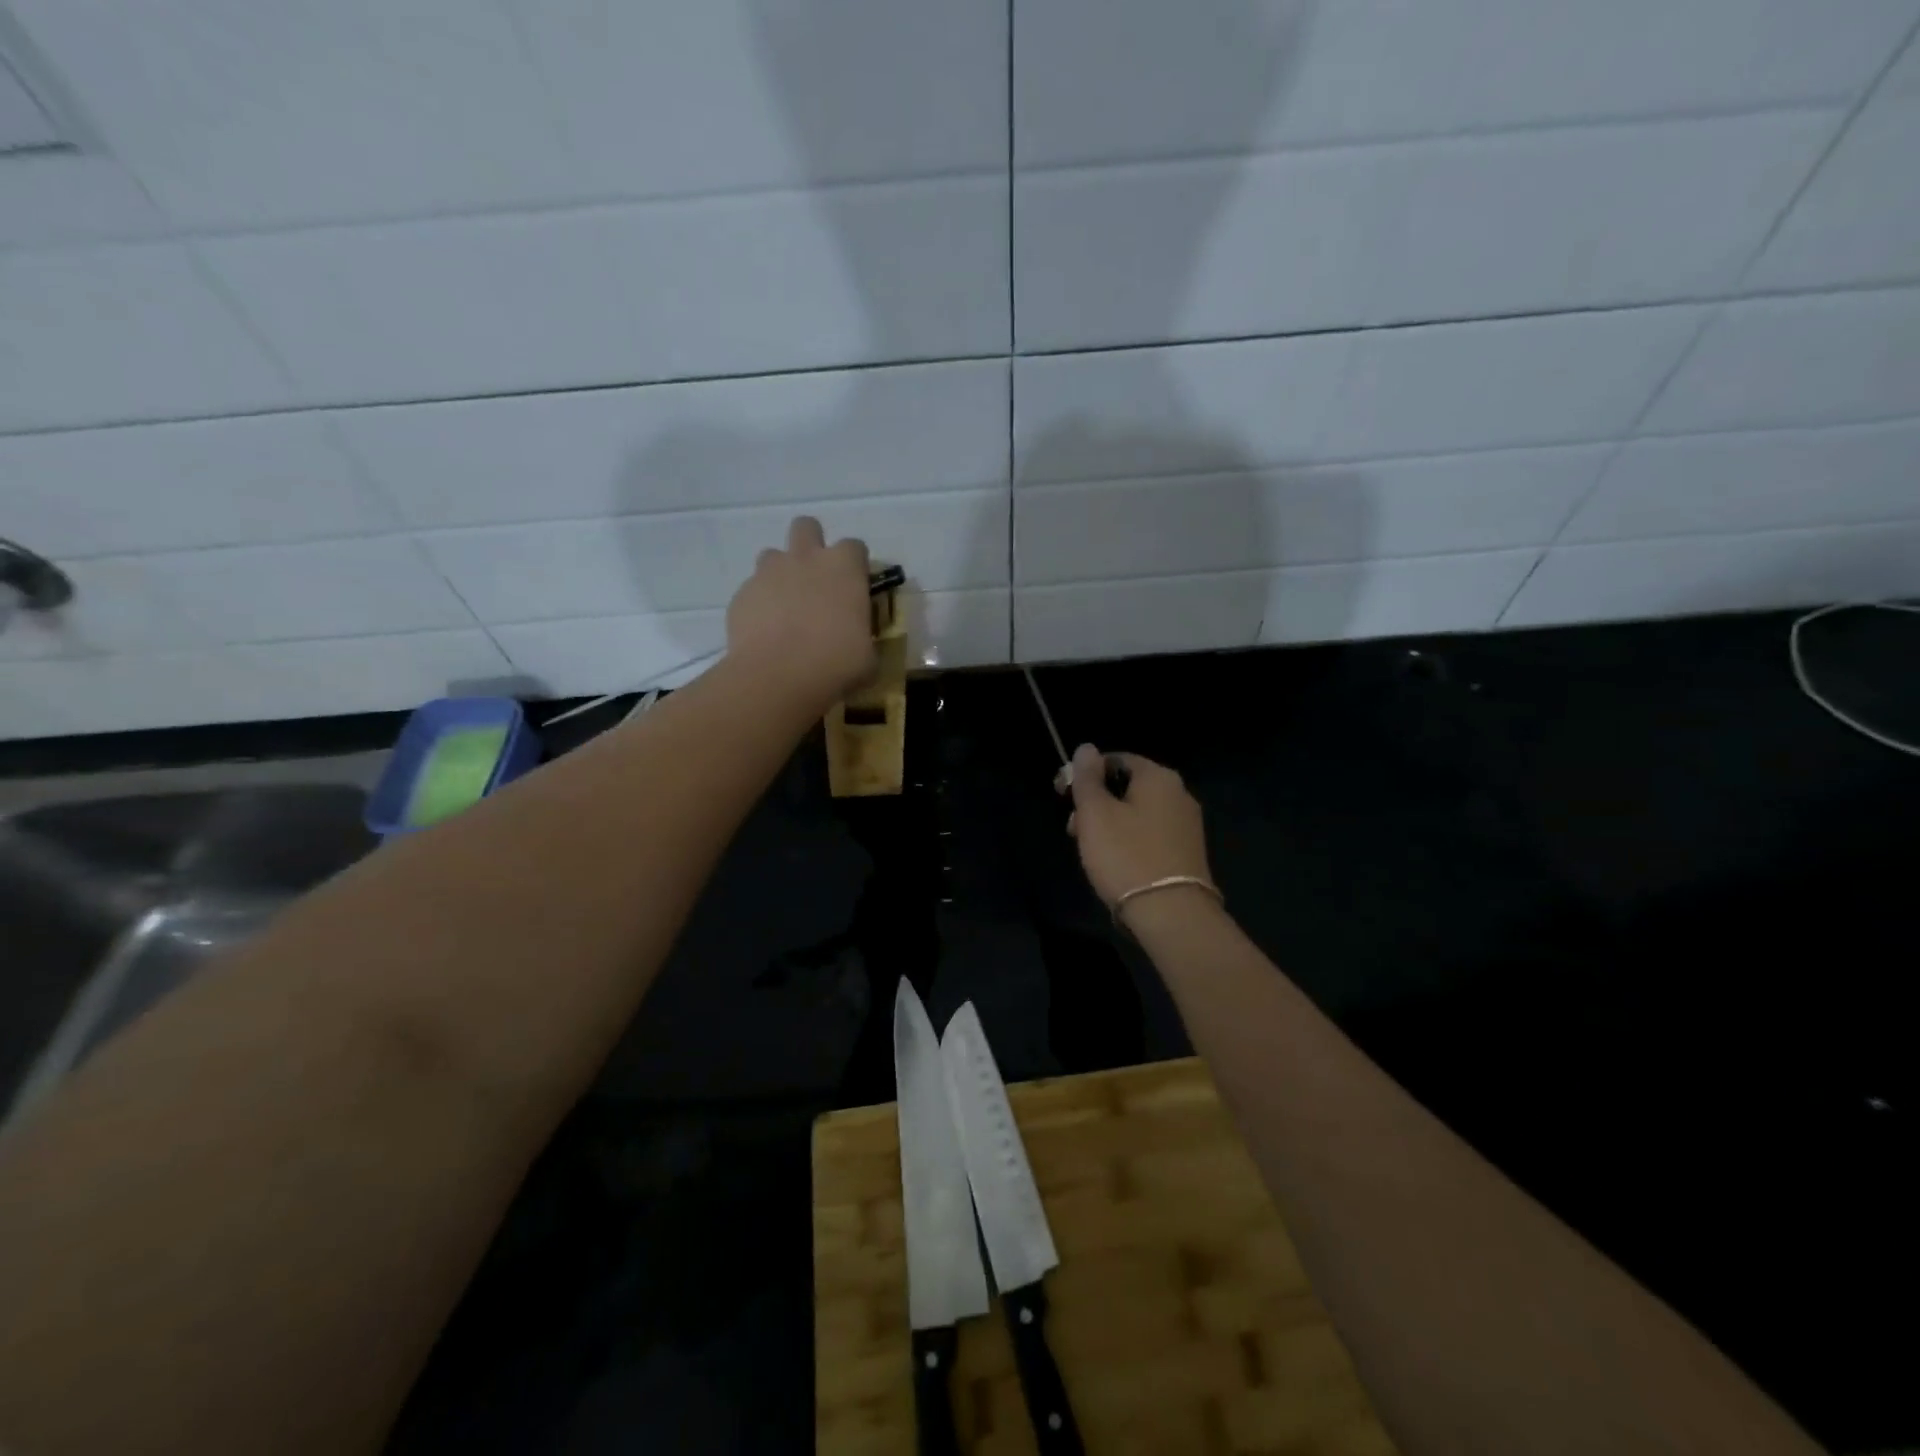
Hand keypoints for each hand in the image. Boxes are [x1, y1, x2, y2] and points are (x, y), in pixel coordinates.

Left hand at [727, 517, 874, 707]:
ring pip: (773, 555)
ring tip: (787, 606)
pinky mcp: (742, 594)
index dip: (855, 565)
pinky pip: (753, 589)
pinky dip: (760, 604)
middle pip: (807, 527)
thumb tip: (860, 644)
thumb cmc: (836, 664)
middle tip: (816, 580)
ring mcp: (768, 573)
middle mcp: (805, 559)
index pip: (855, 547)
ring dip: (781, 573)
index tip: (855, 587)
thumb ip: (863, 637)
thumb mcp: (867, 656)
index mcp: (844, 568)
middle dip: (811, 545)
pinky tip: (766, 631)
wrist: (777, 677)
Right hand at [1064, 744, 1213, 913]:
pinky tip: (1115, 864)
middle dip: (1095, 803)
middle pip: (1126, 786)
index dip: (1083, 774)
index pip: (1114, 760)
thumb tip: (1086, 748)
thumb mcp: (1095, 813)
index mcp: (1159, 777)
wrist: (1171, 914)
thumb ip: (1087, 777)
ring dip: (1109, 824)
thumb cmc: (1126, 856)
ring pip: (1137, 812)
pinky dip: (1129, 841)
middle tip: (1073, 829)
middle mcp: (1179, 794)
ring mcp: (1186, 825)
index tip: (1062, 796)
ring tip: (1090, 851)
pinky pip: (1150, 834)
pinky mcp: (1187, 852)